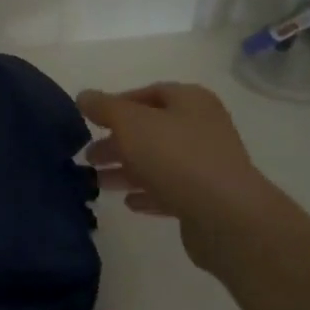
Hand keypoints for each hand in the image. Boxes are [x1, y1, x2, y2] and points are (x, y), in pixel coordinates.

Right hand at [77, 82, 272, 273]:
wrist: (225, 216)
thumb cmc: (176, 157)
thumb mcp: (130, 123)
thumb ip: (104, 107)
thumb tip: (84, 96)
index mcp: (190, 101)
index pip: (150, 93)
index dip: (117, 104)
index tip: (91, 121)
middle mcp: (202, 128)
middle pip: (151, 129)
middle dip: (117, 141)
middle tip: (88, 156)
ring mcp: (207, 164)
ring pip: (157, 162)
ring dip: (126, 170)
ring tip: (97, 182)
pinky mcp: (206, 198)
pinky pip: (170, 190)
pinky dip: (148, 193)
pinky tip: (129, 203)